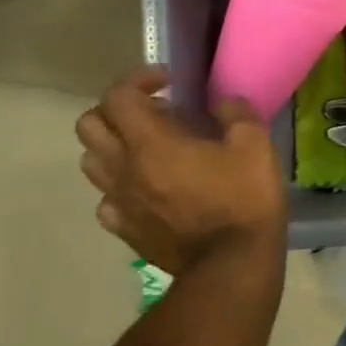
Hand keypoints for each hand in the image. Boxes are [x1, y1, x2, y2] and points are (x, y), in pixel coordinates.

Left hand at [76, 67, 286, 281]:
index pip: (117, 96)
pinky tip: (150, 187)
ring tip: (152, 147)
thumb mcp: (255, 144)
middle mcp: (123, 169)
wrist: (232, 265)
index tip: (170, 82)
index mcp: (151, 143)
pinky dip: (121, 185)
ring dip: (115, 145)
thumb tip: (223, 102)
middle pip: (90, 126)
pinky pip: (107, 199)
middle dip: (118, 109)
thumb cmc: (244, 199)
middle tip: (156, 112)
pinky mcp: (126, 230)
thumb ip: (235, 113)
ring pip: (91, 162)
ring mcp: (120, 202)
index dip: (139, 80)